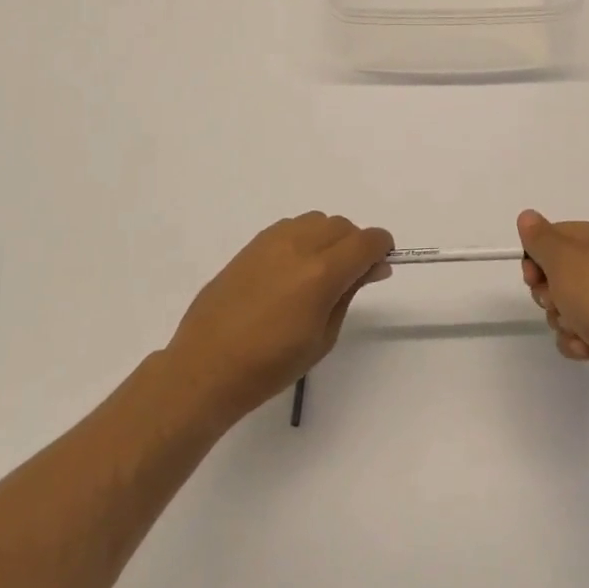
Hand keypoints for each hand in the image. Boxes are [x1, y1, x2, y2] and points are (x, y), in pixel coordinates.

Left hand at [167, 212, 393, 424]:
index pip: (366, 240)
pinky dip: (303, 238)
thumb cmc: (270, 365)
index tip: (381, 266)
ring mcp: (272, 241)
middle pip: (343, 226)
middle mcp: (299, 246)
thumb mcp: (323, 337)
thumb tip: (372, 267)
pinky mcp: (252, 245)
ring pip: (316, 220)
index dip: (381, 248)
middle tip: (351, 278)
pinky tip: (293, 269)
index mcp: (321, 273)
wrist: (207, 366)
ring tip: (319, 272)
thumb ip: (349, 293)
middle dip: (356, 245)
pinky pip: (290, 226)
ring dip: (329, 238)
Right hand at [519, 210, 588, 416]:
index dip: (536, 257)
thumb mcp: (563, 260)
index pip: (553, 236)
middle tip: (558, 303)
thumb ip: (540, 237)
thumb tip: (527, 216)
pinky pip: (578, 329)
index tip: (532, 277)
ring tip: (579, 329)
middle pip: (556, 271)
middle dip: (549, 293)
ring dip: (563, 320)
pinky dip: (577, 339)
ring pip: (564, 304)